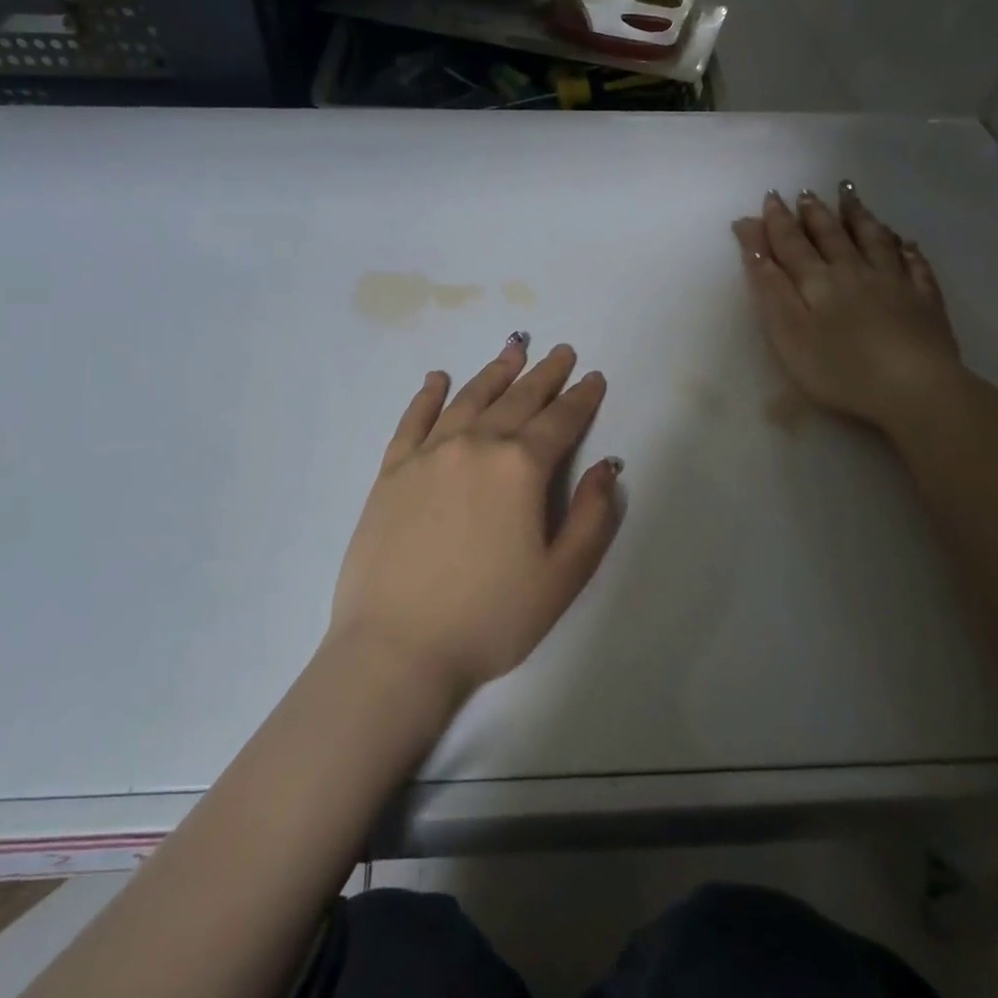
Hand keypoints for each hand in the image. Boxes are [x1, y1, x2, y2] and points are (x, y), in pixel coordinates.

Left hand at [327, 335, 622, 701]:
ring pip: (469, 398)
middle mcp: (475, 445)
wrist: (396, 649)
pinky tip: (438, 378)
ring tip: (514, 349)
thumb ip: (593, 517)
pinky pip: (414, 419)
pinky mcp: (392, 470)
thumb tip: (606, 467)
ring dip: (495, 372)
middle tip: (561, 352)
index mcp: (520, 467)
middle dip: (545, 374)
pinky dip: (429, 394)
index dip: (582, 398)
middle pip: (518, 399)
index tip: (594, 377)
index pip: (561, 421)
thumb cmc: (489, 619)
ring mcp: (428, 453)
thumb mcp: (562, 578)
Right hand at [732, 185, 968, 433]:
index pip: (792, 244)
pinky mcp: (925, 301)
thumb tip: (754, 245)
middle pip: (831, 235)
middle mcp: (854, 271)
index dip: (777, 222)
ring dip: (858, 216)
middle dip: (814, 213)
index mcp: (818, 281)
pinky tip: (906, 242)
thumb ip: (770, 287)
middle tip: (805, 193)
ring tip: (848, 194)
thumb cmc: (840, 370)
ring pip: (873, 239)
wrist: (915, 390)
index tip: (769, 198)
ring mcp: (894, 283)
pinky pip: (915, 265)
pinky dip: (907, 249)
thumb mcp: (789, 333)